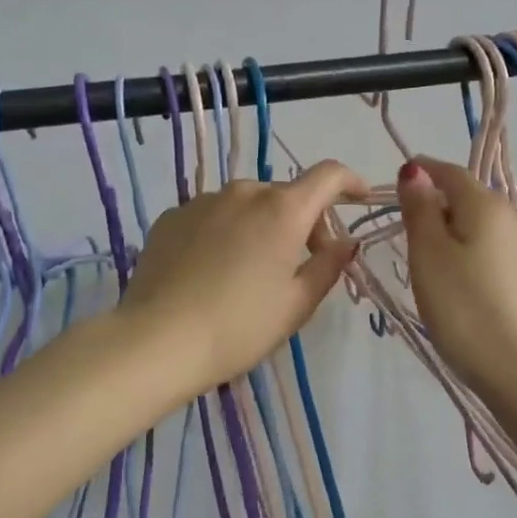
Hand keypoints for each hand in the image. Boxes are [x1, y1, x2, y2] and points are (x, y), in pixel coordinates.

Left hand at [120, 160, 367, 394]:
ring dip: (262, 226)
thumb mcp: (297, 304)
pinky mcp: (171, 217)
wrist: (156, 342)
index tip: (360, 198)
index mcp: (282, 209)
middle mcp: (243, 192)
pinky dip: (225, 232)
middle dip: (304, 222)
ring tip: (252, 272)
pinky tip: (213, 271)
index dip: (350, 182)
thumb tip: (346, 242)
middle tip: (303, 265)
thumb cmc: (240, 327)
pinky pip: (212, 216)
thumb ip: (329, 265)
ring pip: (247, 204)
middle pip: (286, 195)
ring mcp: (202, 201)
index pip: (328, 175)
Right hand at [396, 157, 516, 402]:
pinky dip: (475, 256)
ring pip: (486, 229)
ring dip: (458, 233)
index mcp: (487, 206)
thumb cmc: (465, 309)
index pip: (451, 172)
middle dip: (440, 204)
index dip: (424, 171)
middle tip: (409, 231)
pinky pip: (498, 255)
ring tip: (433, 264)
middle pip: (471, 199)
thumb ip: (420, 210)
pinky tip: (465, 286)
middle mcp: (515, 220)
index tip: (401, 180)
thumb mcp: (428, 256)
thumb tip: (416, 170)